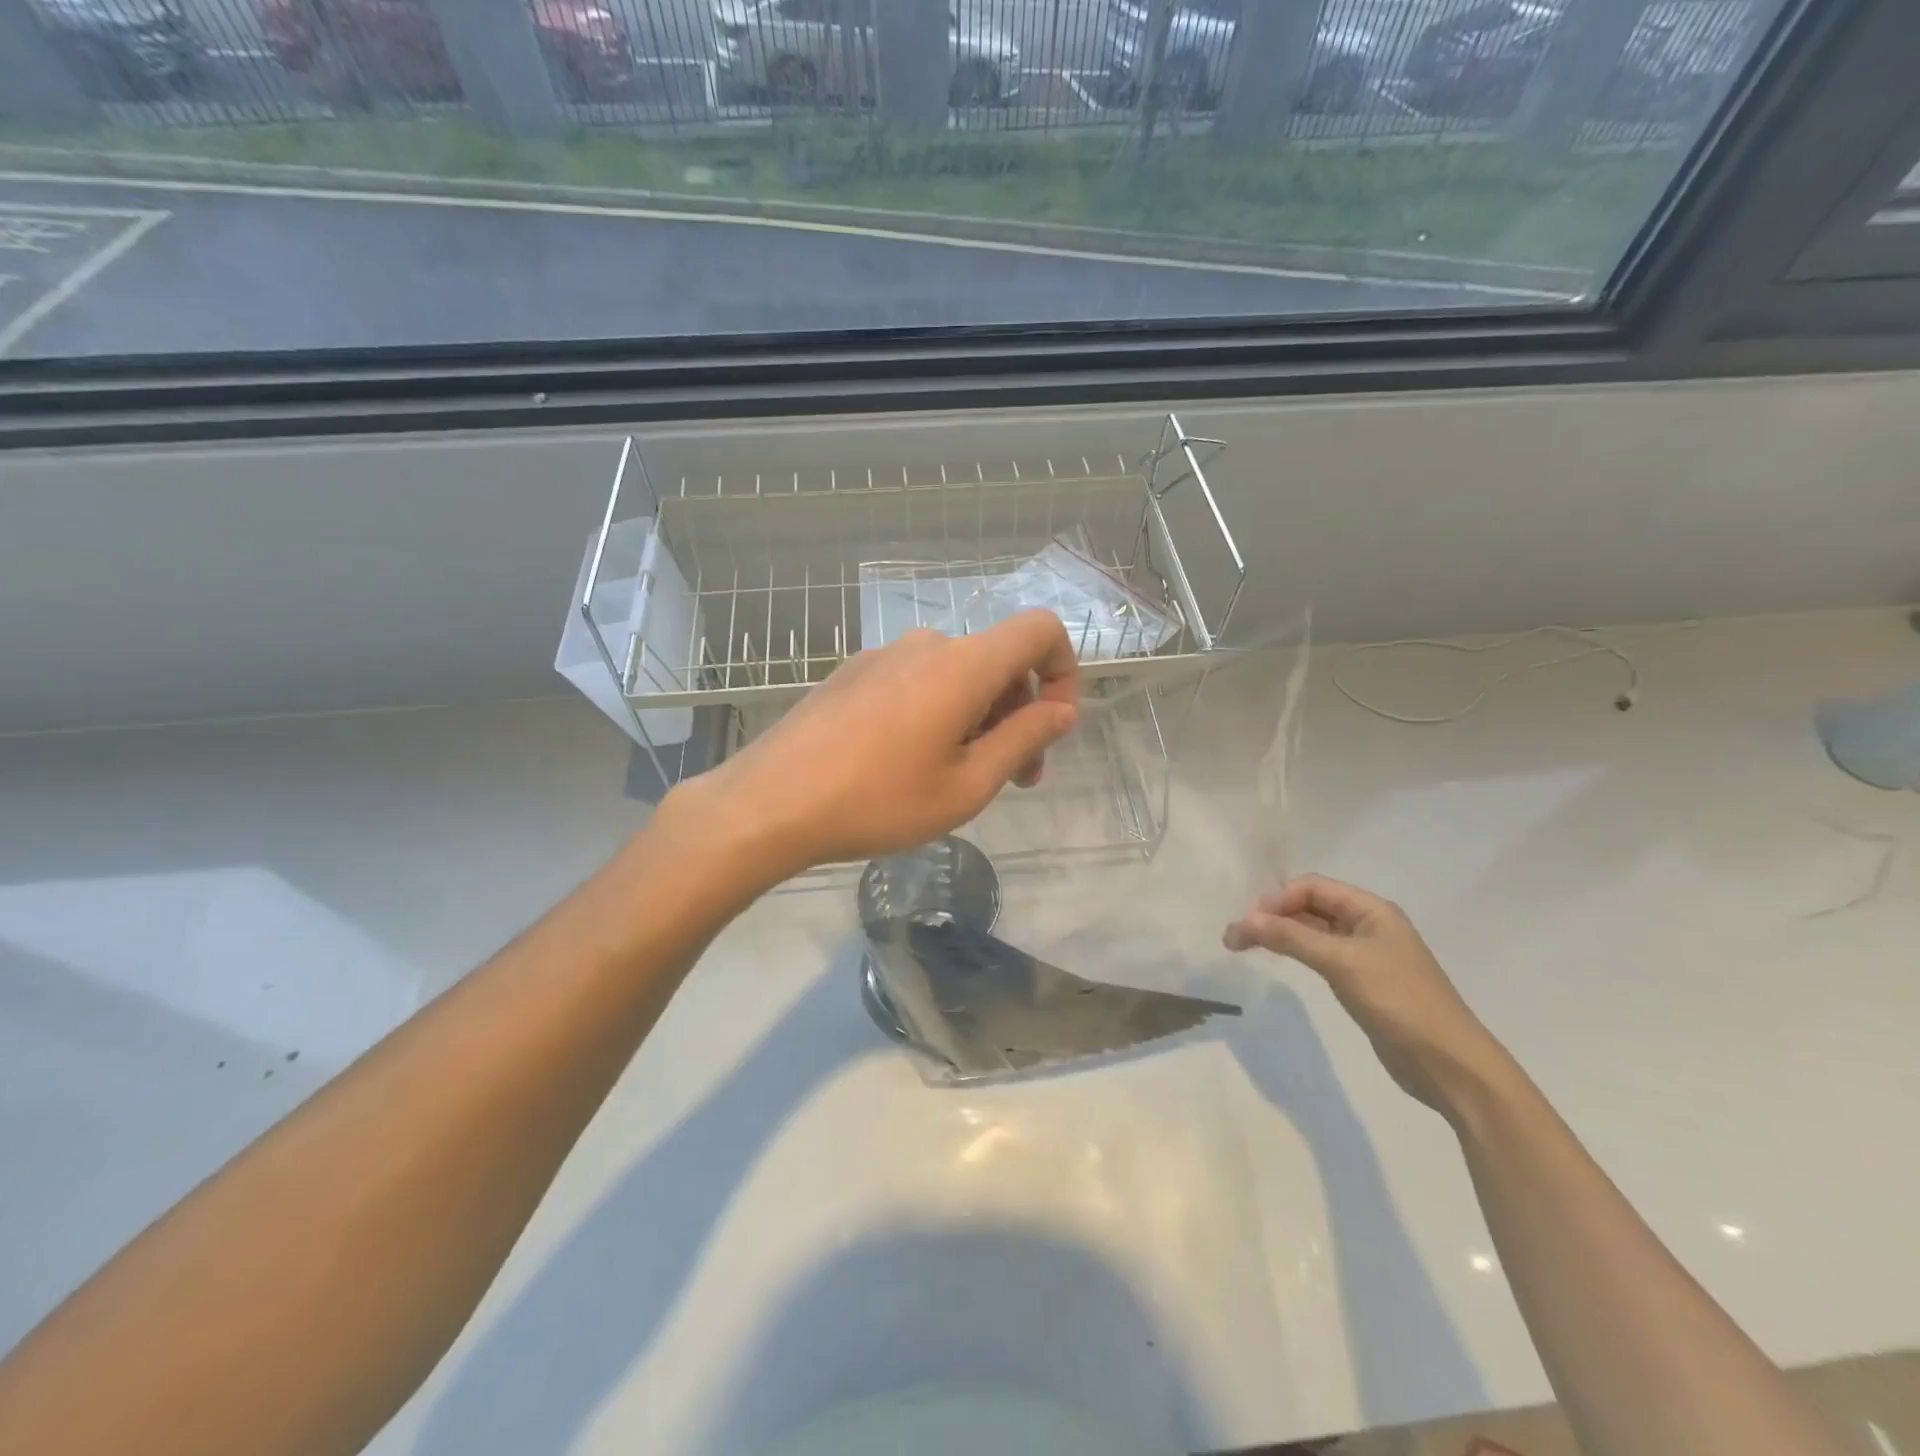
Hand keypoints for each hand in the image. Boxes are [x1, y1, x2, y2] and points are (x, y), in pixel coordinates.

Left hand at [678, 611, 1079, 881]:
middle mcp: (926, 644)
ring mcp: (883, 655)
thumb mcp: (967, 785)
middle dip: (1020, 713)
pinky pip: (917, 681)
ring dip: (979, 718)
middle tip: (1014, 779)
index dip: (1064, 669)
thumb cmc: (878, 801)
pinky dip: (938, 712)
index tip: (1053, 726)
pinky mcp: (853, 673)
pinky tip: (910, 763)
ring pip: (957, 674)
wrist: (769, 803)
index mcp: (962, 664)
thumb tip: (1062, 710)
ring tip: (958, 778)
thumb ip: (1024, 740)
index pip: (1040, 629)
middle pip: (998, 660)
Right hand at [1224, 875, 1508, 1117]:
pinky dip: (1296, 953)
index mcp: (1371, 910)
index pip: (1312, 887)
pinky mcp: (1363, 982)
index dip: (1277, 899)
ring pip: (1313, 931)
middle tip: (1237, 937)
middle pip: (1311, 906)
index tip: (1248, 923)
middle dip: (1273, 915)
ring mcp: (1366, 954)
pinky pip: (1321, 955)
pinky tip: (1280, 961)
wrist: (1449, 1064)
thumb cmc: (1399, 1001)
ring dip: (1281, 933)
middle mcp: (1369, 925)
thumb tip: (1242, 920)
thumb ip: (1291, 937)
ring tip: (1245, 946)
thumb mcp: (1341, 963)